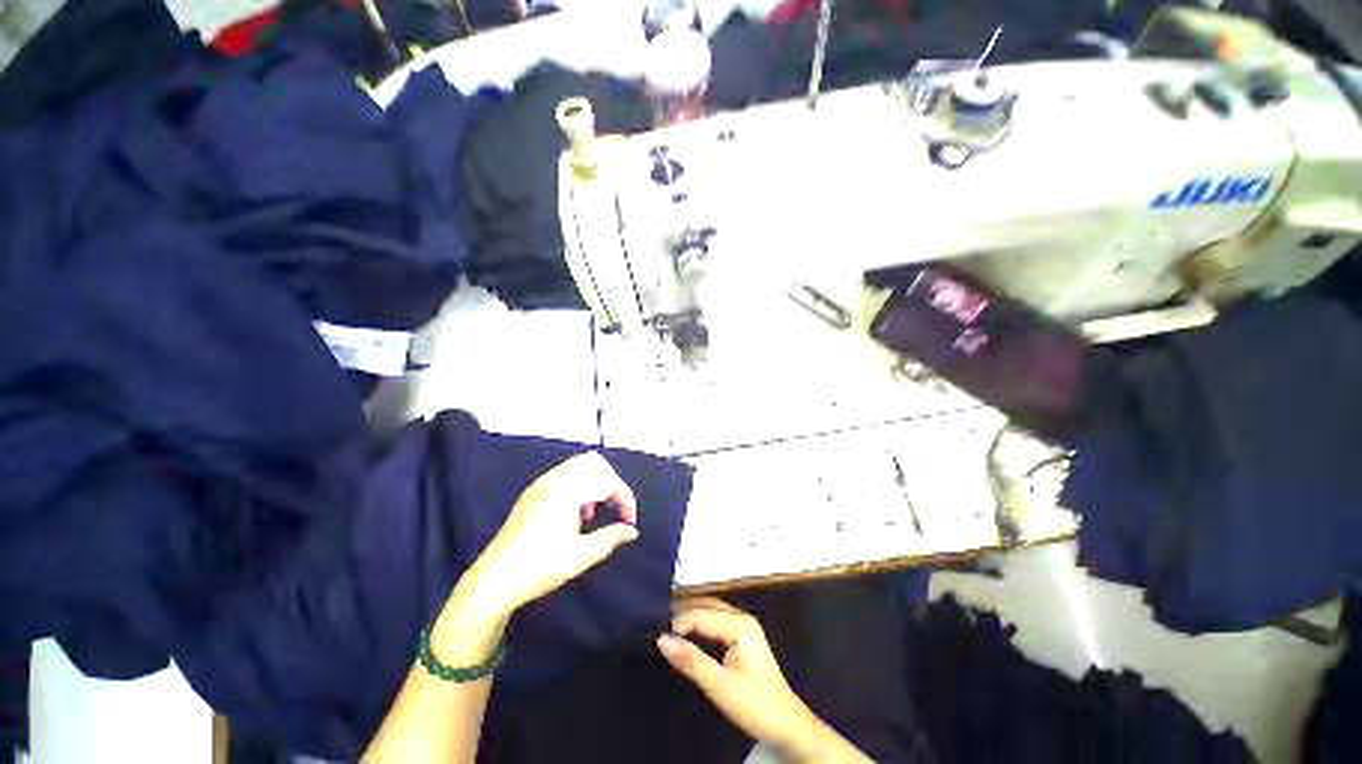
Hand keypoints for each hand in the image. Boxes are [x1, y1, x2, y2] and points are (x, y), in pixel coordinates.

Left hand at [453, 452, 639, 619]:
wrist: (494, 580)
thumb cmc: (540, 567)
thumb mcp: (582, 555)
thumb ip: (611, 538)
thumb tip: (631, 531)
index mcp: (568, 490)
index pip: (607, 481)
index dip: (625, 499)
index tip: (629, 523)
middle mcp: (554, 479)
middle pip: (594, 463)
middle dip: (611, 482)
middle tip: (615, 508)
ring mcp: (540, 484)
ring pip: (578, 466)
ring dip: (594, 483)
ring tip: (595, 513)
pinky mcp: (532, 493)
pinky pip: (564, 475)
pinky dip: (579, 485)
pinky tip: (576, 514)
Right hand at [656, 599, 827, 760]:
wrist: (786, 725)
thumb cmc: (755, 704)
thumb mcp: (719, 686)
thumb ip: (691, 661)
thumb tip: (661, 639)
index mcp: (740, 624)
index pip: (701, 614)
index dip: (678, 622)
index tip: (656, 634)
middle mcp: (742, 618)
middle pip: (707, 606)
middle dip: (683, 612)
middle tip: (657, 623)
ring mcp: (744, 626)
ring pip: (711, 611)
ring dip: (690, 616)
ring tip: (667, 626)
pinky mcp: (742, 637)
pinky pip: (715, 621)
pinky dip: (699, 623)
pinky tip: (687, 633)